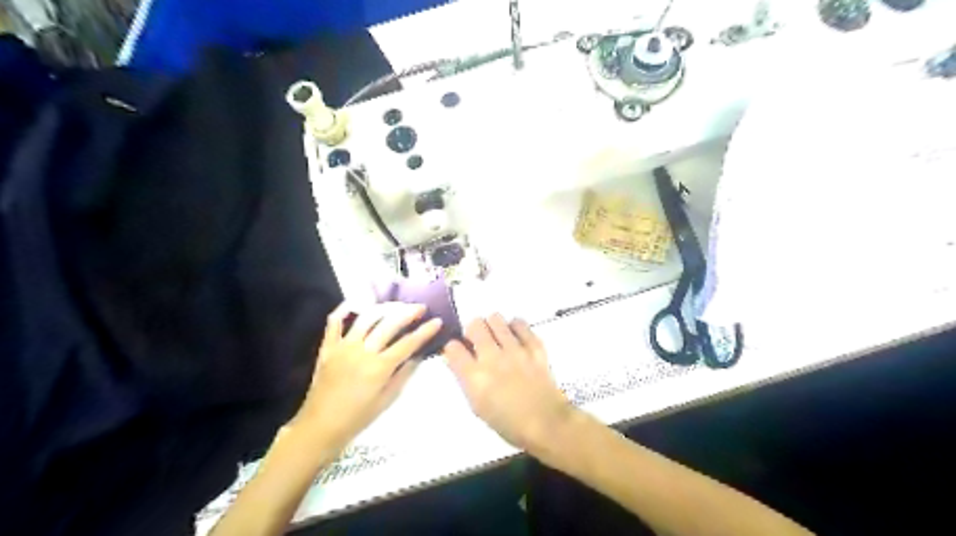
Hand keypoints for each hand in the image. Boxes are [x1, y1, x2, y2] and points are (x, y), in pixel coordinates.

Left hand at [299, 304, 442, 449]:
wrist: (320, 426)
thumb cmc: (358, 417)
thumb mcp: (387, 400)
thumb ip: (404, 374)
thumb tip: (418, 355)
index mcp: (379, 368)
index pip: (408, 343)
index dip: (425, 331)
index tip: (437, 321)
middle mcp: (362, 352)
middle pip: (389, 324)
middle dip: (408, 313)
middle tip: (420, 307)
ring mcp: (343, 347)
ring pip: (366, 318)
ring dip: (384, 308)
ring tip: (396, 305)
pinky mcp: (328, 348)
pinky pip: (334, 323)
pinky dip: (344, 309)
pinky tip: (356, 302)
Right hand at [443, 315, 569, 454]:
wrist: (547, 424)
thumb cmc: (509, 423)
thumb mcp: (478, 407)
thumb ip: (464, 379)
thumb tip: (453, 359)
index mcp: (475, 377)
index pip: (453, 347)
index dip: (452, 347)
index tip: (457, 351)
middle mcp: (493, 358)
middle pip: (474, 325)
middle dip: (472, 331)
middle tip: (477, 341)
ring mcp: (515, 350)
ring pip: (496, 319)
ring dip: (492, 326)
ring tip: (496, 337)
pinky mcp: (535, 346)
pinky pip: (520, 323)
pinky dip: (514, 327)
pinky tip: (515, 337)